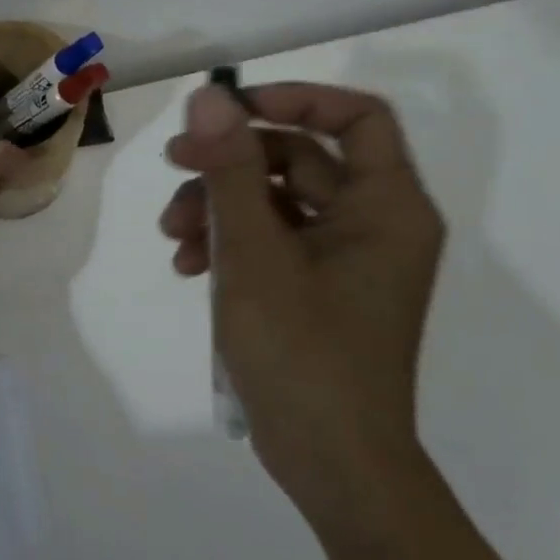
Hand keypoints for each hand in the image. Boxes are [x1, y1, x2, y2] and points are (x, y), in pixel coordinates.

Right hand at [159, 82, 445, 514]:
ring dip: (219, 205)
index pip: (355, 117)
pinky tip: (188, 265)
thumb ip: (230, 169)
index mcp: (386, 207)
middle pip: (299, 159)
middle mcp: (373, 224)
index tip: (229, 110)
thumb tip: (209, 97)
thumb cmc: (302, 352)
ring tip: (173, 235)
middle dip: (231, 161)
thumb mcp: (254, 253)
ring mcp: (344, 259)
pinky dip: (229, 243)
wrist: (330, 463)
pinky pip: (272, 241)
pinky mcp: (316, 288)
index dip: (294, 99)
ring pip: (275, 201)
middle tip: (174, 163)